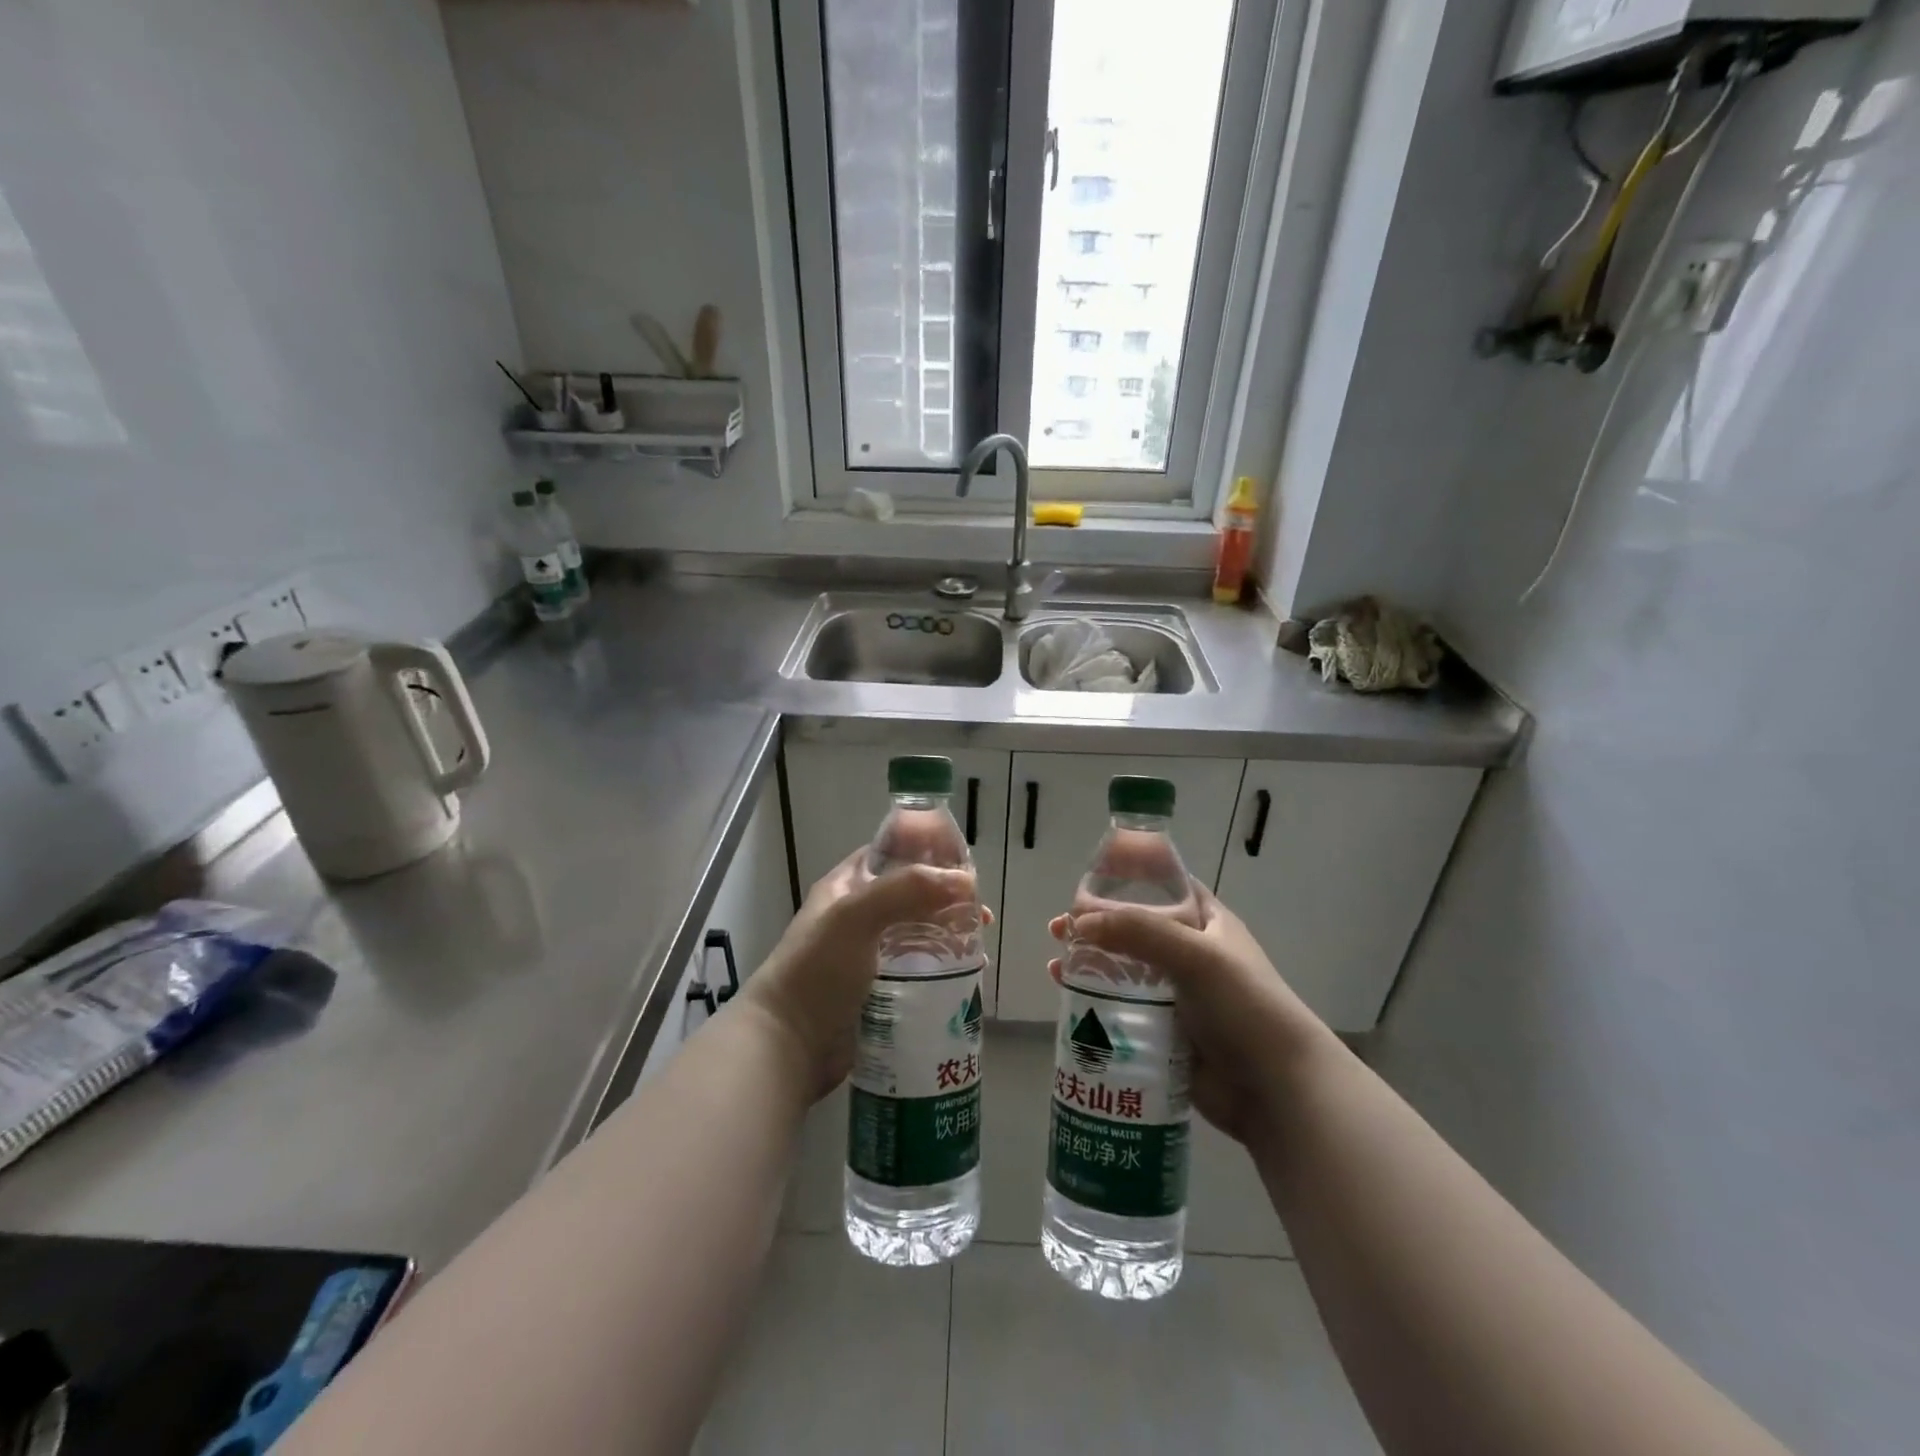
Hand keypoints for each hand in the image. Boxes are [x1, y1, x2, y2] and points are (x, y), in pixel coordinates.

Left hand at [744, 850, 987, 1099]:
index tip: (965, 864)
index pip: (892, 854)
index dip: (927, 852)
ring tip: (981, 945)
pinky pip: (921, 972)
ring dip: (951, 935)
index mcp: (848, 886)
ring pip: (921, 934)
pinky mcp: (883, 992)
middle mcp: (860, 916)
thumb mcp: (855, 915)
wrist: (787, 1047)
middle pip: (914, 896)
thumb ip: (907, 889)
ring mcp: (872, 955)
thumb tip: (966, 881)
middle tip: (981, 913)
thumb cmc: (817, 971)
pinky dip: (945, 970)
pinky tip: (970, 976)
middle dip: (948, 900)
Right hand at [1049, 883, 1327, 1146]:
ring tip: (1056, 964)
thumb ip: (1138, 931)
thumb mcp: (1195, 955)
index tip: (1086, 882)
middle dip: (1095, 926)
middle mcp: (1189, 953)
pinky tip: (1068, 1000)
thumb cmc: (1244, 1006)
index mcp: (1206, 922)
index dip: (1127, 879)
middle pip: (1133, 929)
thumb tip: (1077, 924)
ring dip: (1089, 963)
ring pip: (1123, 970)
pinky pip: (1123, 1008)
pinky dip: (1095, 1001)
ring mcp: (1177, 994)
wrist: (1277, 1090)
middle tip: (1058, 928)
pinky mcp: (1164, 1031)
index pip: (1163, 887)